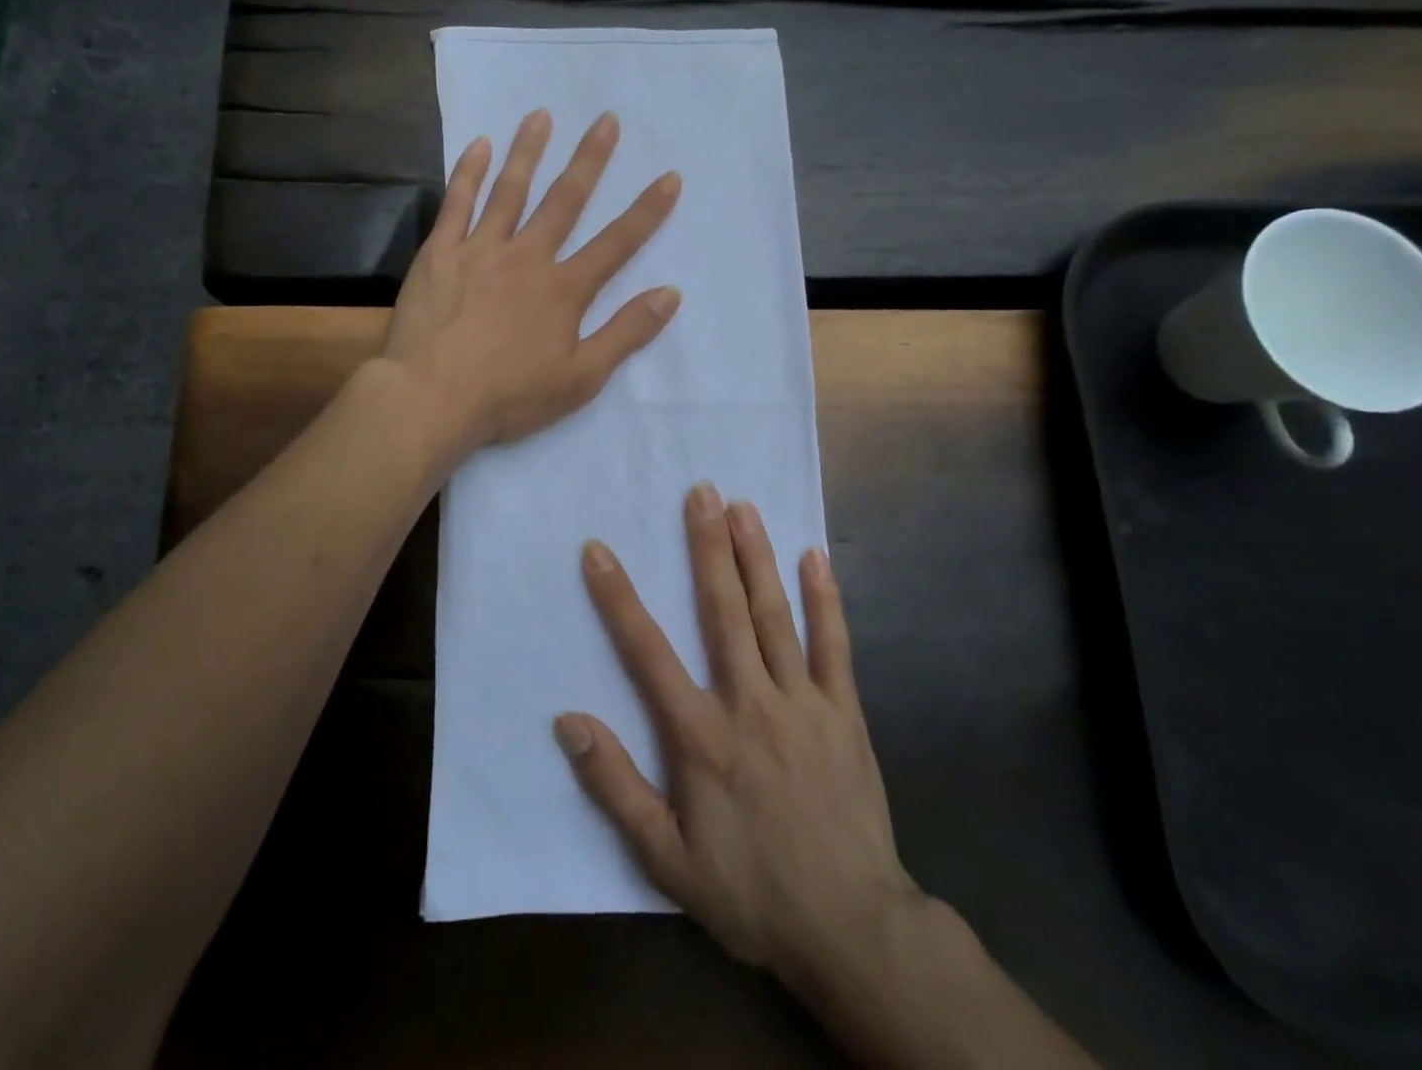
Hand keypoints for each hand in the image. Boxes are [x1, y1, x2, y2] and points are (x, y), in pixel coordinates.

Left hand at [384, 108, 681, 453]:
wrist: (432, 397)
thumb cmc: (509, 395)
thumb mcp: (581, 377)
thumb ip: (626, 333)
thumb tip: (671, 294)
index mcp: (564, 289)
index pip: (616, 244)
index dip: (646, 211)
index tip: (669, 177)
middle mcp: (527, 257)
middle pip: (565, 201)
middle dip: (589, 160)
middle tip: (606, 120)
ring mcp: (480, 250)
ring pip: (510, 190)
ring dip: (528, 151)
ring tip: (541, 115)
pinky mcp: (440, 253)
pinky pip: (457, 204)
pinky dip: (468, 173)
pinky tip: (479, 145)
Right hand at [555, 485, 919, 988]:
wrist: (853, 929)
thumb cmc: (751, 892)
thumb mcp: (667, 858)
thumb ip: (615, 786)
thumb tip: (568, 721)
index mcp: (702, 736)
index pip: (649, 653)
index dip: (619, 599)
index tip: (598, 551)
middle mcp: (750, 703)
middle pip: (723, 612)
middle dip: (707, 548)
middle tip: (700, 492)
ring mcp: (803, 703)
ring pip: (775, 616)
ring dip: (757, 557)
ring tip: (743, 507)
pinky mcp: (845, 713)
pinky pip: (835, 647)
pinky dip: (826, 600)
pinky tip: (816, 558)